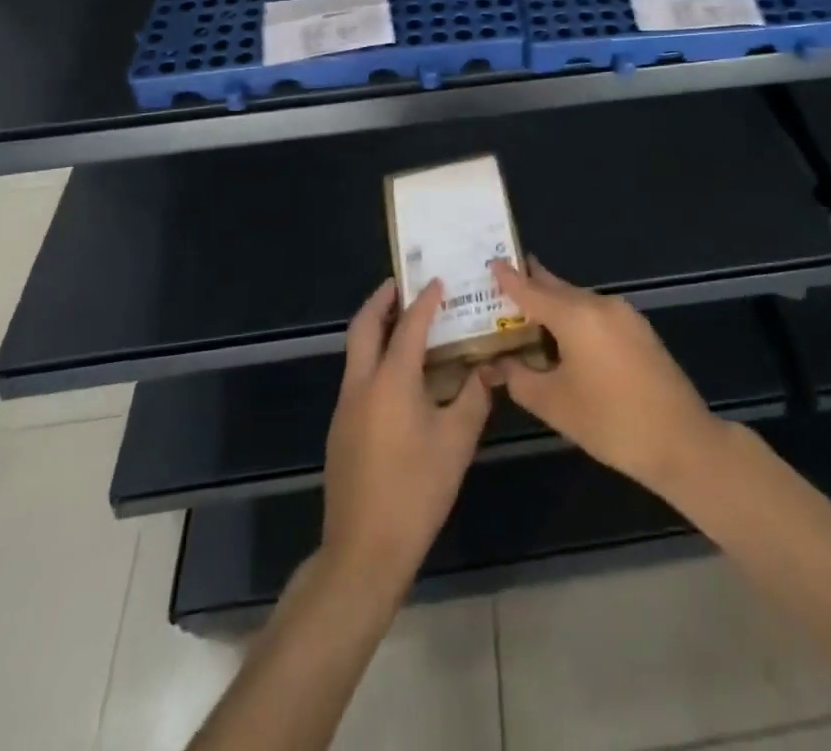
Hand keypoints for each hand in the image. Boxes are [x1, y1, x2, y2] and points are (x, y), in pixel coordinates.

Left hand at [322, 280, 491, 598]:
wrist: (364, 551)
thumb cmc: (416, 490)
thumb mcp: (457, 442)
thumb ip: (474, 398)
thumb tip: (489, 368)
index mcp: (390, 381)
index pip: (408, 325)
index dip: (425, 300)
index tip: (438, 280)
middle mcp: (361, 384)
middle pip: (364, 326)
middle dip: (382, 300)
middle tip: (404, 284)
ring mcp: (346, 407)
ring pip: (356, 351)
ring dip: (377, 328)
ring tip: (407, 322)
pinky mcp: (341, 429)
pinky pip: (358, 376)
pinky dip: (375, 357)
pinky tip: (401, 376)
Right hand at [488, 257, 723, 499]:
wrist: (680, 440)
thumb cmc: (610, 422)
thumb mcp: (554, 404)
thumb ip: (519, 378)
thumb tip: (498, 364)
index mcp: (576, 315)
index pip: (532, 289)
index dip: (509, 277)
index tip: (491, 261)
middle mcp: (600, 304)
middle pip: (557, 288)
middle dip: (531, 285)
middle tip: (504, 284)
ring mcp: (624, 315)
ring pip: (578, 301)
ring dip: (554, 306)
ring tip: (528, 317)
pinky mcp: (639, 330)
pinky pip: (596, 314)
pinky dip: (575, 319)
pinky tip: (565, 339)